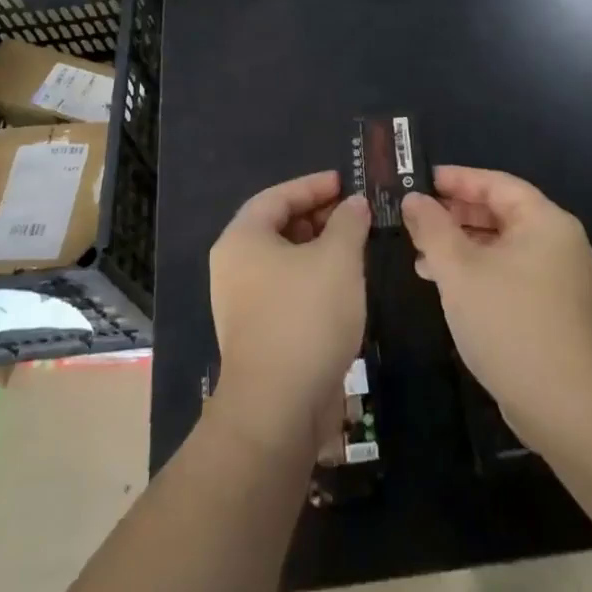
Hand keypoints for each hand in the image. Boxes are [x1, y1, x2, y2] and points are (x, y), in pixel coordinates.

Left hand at [209, 171, 369, 452]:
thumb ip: (348, 222)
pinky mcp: (257, 334)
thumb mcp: (337, 258)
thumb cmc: (305, 316)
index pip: (277, 196)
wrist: (278, 408)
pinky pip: (287, 291)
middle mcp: (234, 266)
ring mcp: (242, 303)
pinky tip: (345, 287)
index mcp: (242, 238)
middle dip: (319, 217)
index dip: (313, 186)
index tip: (345, 182)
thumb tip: (354, 204)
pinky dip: (314, 280)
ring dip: (320, 251)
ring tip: (357, 247)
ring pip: (285, 262)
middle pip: (278, 227)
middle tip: (356, 215)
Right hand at [401, 166, 591, 443]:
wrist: (565, 407)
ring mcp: (561, 278)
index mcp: (545, 221)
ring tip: (421, 256)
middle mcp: (559, 242)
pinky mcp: (555, 309)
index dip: (456, 179)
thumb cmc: (508, 323)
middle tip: (415, 218)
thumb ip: (432, 228)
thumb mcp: (459, 270)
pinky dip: (479, 271)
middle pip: (501, 212)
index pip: (496, 183)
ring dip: (462, 246)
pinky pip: (511, 273)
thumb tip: (414, 199)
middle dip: (455, 215)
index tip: (419, 180)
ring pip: (503, 246)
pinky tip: (448, 286)